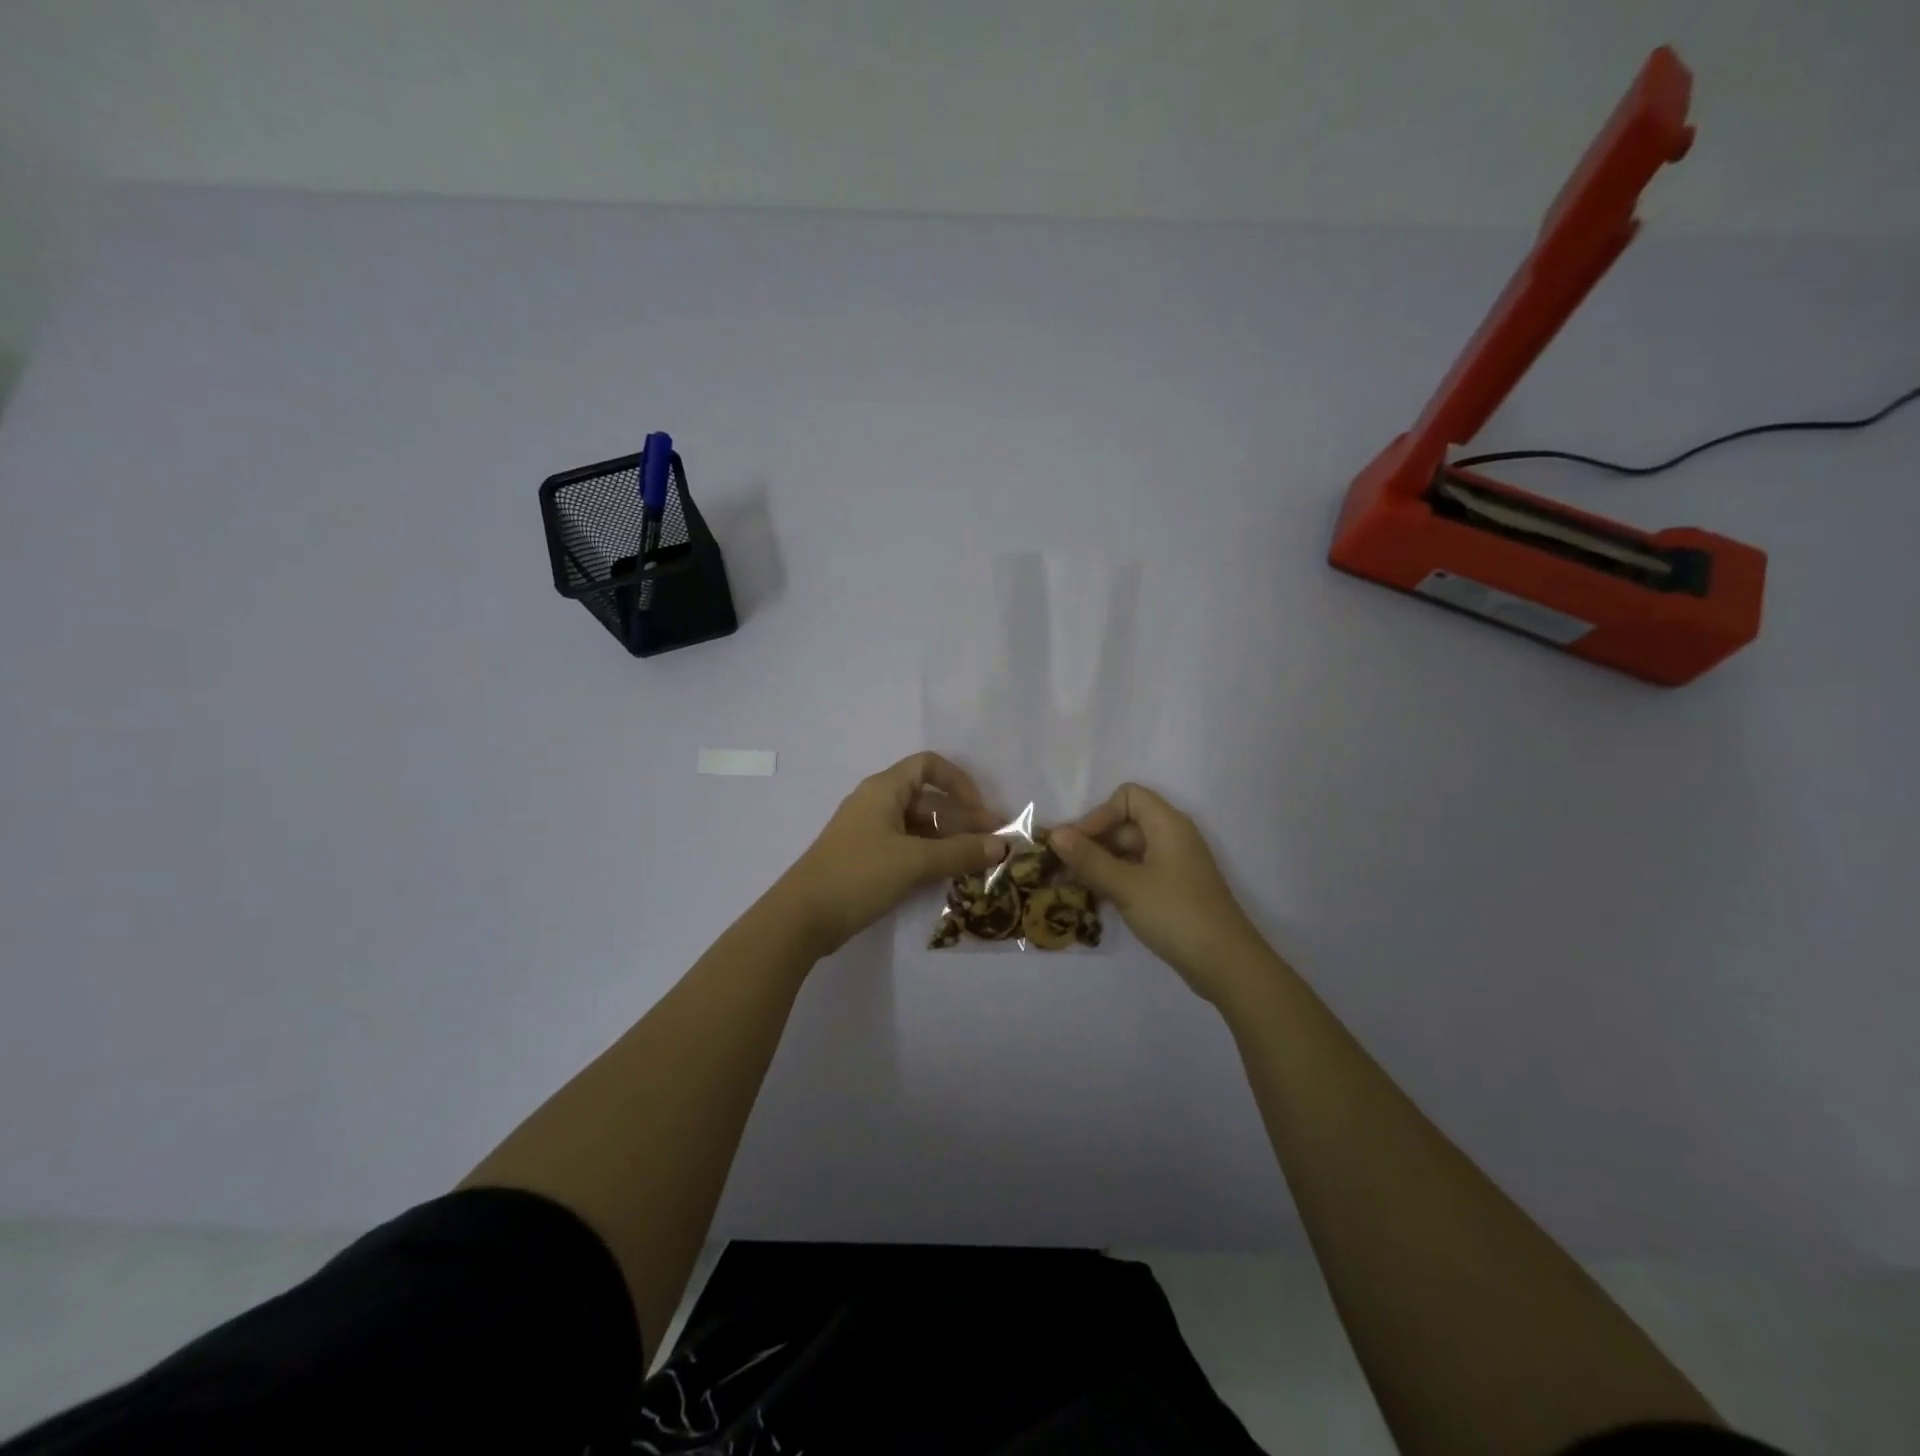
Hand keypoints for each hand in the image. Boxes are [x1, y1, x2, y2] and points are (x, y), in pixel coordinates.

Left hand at [777, 752, 1009, 956]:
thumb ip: (960, 852)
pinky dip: (930, 856)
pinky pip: (906, 847)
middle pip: (928, 799)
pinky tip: (949, 875)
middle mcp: (877, 803)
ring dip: (949, 840)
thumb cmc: (858, 875)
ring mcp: (870, 832)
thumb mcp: (914, 861)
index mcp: (884, 789)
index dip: (959, 782)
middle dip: (962, 818)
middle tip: (993, 844)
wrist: (801, 918)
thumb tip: (1002, 846)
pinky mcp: (866, 859)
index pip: (928, 766)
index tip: (981, 811)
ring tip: (977, 863)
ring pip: (919, 826)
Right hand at [1051, 783, 1267, 1002]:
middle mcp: (1173, 837)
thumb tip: (1055, 833)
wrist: (1225, 963)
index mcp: (1167, 824)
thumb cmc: (1175, 913)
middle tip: (1064, 868)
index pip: (1127, 797)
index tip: (1077, 844)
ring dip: (1102, 863)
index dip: (1099, 814)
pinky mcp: (1175, 890)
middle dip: (1094, 841)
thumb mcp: (1126, 885)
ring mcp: (1176, 865)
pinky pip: (1140, 872)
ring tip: (1075, 885)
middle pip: (1126, 823)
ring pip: (1130, 851)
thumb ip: (1089, 858)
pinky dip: (1118, 880)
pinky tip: (1098, 900)